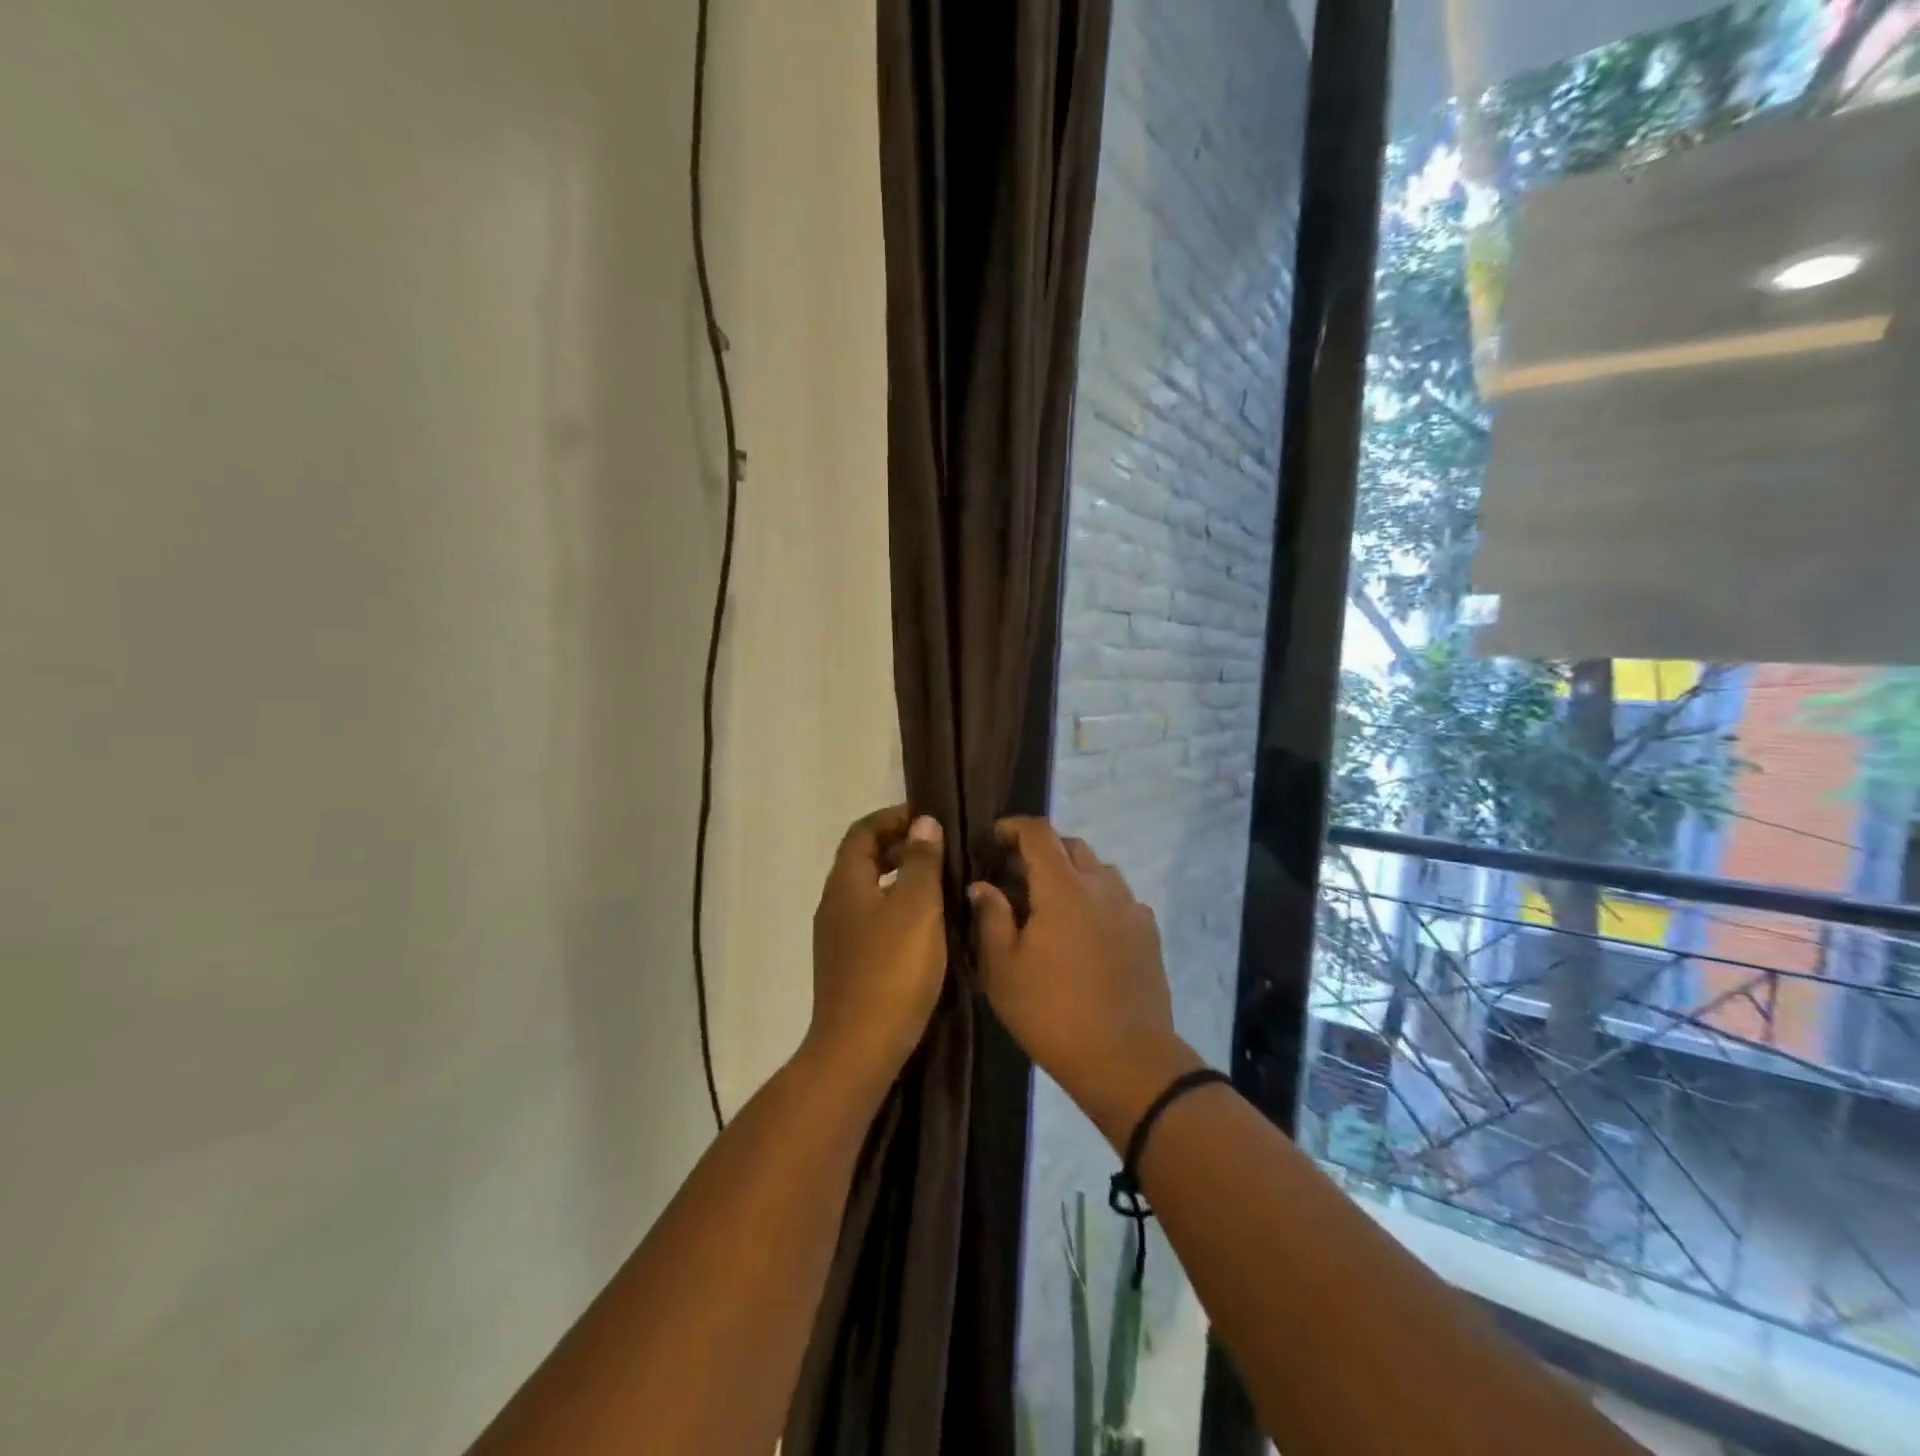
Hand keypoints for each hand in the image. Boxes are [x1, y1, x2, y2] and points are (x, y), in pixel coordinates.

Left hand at [803, 805, 948, 1099]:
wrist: (858, 1049)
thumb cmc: (891, 970)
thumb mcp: (917, 908)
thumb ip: (921, 862)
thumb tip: (923, 824)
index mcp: (846, 883)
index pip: (862, 831)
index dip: (893, 817)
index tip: (929, 819)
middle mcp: (835, 904)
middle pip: (863, 859)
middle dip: (900, 846)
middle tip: (941, 849)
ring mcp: (838, 937)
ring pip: (869, 891)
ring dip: (901, 878)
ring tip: (940, 884)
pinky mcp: (848, 964)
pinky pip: (873, 919)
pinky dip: (897, 908)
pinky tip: (926, 926)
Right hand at [969, 819, 1199, 1143]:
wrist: (1126, 1059)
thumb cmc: (1051, 1013)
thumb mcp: (1002, 969)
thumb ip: (991, 917)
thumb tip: (983, 885)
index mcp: (1063, 887)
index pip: (1039, 833)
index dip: (1013, 827)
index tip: (993, 837)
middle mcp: (1101, 885)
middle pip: (1071, 845)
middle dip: (1042, 849)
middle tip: (1016, 874)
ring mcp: (1131, 907)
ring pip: (1098, 869)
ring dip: (1071, 872)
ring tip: (1050, 902)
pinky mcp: (1148, 932)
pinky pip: (1118, 897)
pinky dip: (1096, 898)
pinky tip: (1084, 930)